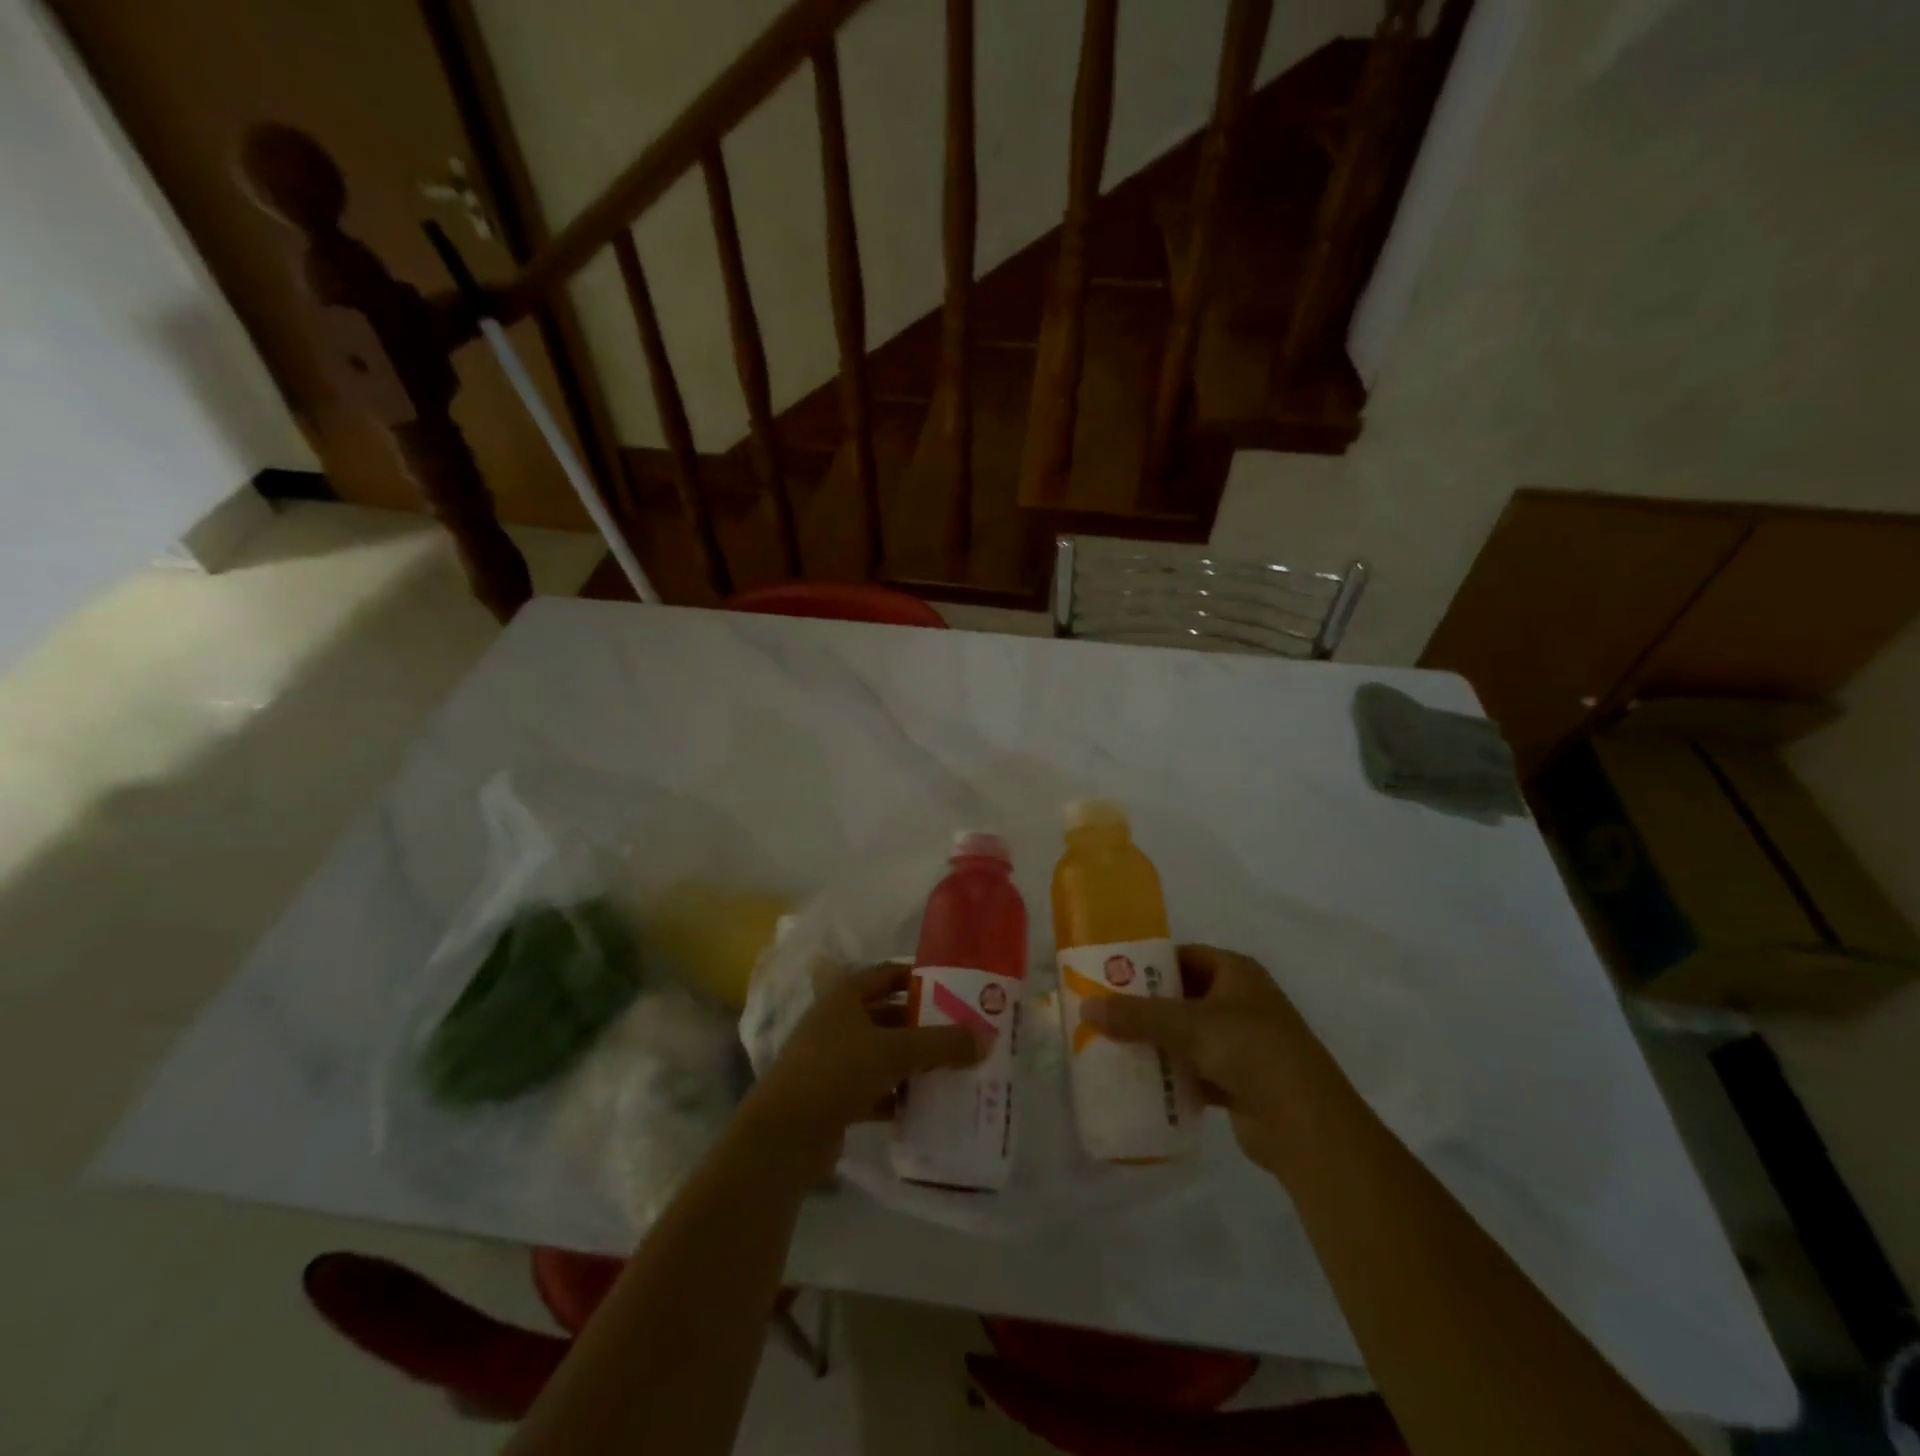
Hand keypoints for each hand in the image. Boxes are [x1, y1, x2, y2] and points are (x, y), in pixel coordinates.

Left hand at [741, 962, 985, 1178]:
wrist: (783, 1136)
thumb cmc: (837, 1071)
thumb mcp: (894, 1051)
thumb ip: (941, 1044)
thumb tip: (986, 1039)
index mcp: (846, 995)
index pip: (890, 974)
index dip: (921, 978)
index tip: (956, 988)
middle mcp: (839, 1021)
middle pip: (890, 1016)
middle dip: (924, 1025)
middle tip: (963, 1034)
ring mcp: (835, 1060)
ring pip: (885, 1054)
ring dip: (915, 1062)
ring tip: (955, 1069)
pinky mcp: (836, 1097)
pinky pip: (877, 1088)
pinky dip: (900, 1095)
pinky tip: (928, 1106)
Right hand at [1080, 945, 1354, 1177]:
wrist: (1307, 1126)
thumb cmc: (1251, 1052)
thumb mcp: (1189, 1025)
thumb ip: (1136, 1015)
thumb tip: (1085, 1006)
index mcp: (1236, 973)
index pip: (1183, 956)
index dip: (1148, 962)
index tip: (1109, 974)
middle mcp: (1240, 1002)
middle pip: (1181, 996)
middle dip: (1145, 1006)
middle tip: (1102, 1012)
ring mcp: (1242, 1044)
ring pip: (1186, 1036)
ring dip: (1155, 1042)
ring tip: (1110, 1045)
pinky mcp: (1238, 1082)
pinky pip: (1194, 1069)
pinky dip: (1171, 1074)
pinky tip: (1138, 1081)